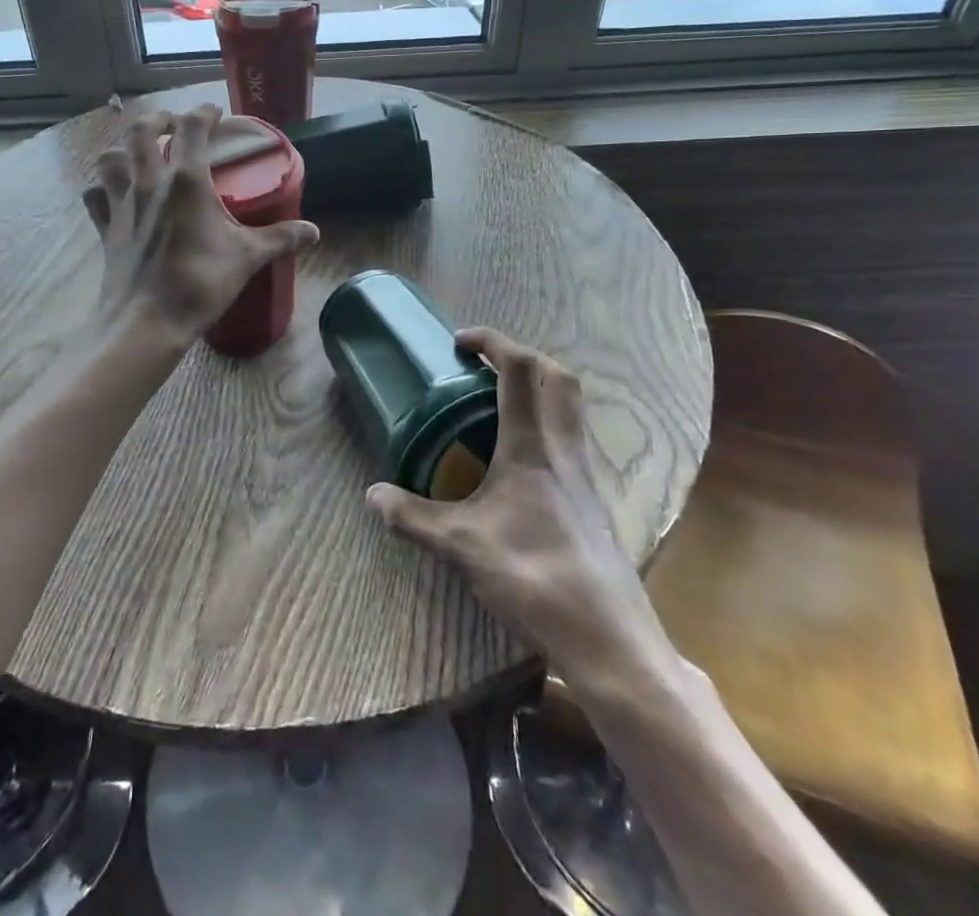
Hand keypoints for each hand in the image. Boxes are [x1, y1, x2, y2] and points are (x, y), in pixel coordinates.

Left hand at [83, 106, 318, 346]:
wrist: (147, 323)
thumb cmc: (200, 283)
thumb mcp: (248, 258)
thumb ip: (281, 238)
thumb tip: (314, 231)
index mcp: (186, 181)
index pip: (191, 128)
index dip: (203, 113)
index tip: (215, 113)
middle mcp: (149, 183)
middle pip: (140, 131)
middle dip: (158, 120)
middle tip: (173, 125)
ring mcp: (122, 205)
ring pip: (110, 157)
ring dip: (123, 147)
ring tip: (139, 154)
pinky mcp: (105, 229)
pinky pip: (95, 196)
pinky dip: (102, 187)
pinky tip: (113, 193)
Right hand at [366, 328, 673, 681]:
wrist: (606, 636)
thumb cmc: (532, 576)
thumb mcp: (461, 545)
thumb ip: (413, 517)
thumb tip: (372, 495)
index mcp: (532, 445)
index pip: (520, 367)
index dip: (492, 341)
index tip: (459, 342)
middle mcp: (564, 448)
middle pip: (557, 376)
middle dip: (521, 358)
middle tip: (484, 370)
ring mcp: (585, 474)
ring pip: (570, 408)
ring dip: (538, 391)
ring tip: (497, 411)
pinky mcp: (593, 499)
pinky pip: (571, 440)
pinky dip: (546, 428)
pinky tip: (519, 464)